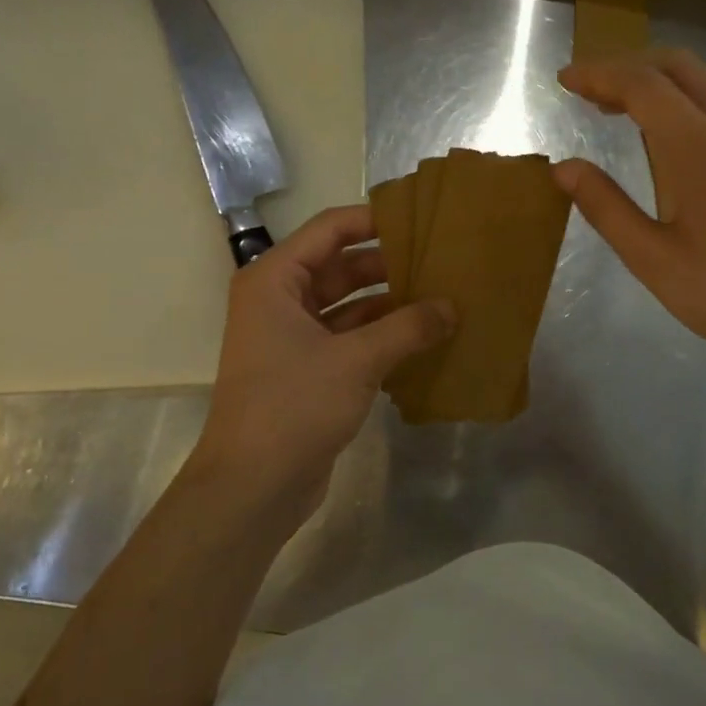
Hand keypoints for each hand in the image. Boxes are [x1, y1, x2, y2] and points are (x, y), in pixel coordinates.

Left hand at [185, 204, 452, 523]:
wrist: (253, 486)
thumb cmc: (294, 406)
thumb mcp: (357, 360)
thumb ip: (408, 327)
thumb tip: (452, 307)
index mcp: (276, 281)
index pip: (330, 230)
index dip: (374, 220)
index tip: (420, 219)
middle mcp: (280, 301)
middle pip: (341, 267)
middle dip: (389, 265)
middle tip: (441, 261)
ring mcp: (293, 338)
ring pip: (349, 305)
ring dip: (390, 304)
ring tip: (441, 297)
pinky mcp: (308, 371)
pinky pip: (350, 339)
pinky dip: (382, 336)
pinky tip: (423, 338)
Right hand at [555, 50, 705, 392]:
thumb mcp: (653, 259)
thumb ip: (606, 207)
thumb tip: (564, 168)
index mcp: (701, 148)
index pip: (643, 84)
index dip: (599, 75)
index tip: (565, 81)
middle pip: (677, 65)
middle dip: (627, 66)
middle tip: (587, 90)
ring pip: (703, 82)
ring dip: (656, 82)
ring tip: (614, 109)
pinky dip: (681, 101)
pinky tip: (662, 137)